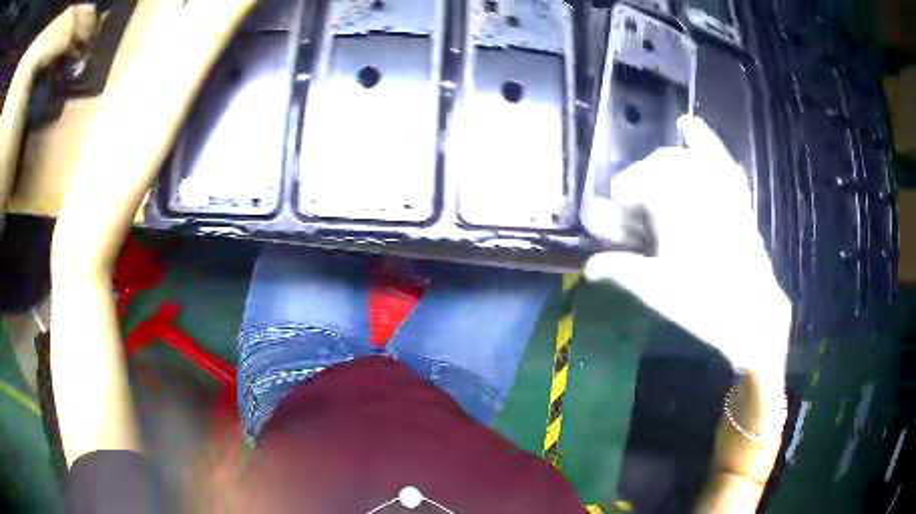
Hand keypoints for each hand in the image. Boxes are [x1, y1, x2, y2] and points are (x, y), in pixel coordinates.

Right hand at [585, 115, 791, 378]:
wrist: (751, 312)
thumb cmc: (701, 301)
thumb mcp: (654, 288)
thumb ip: (619, 270)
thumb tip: (589, 268)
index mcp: (670, 200)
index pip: (631, 184)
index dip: (621, 206)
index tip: (619, 230)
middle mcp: (693, 180)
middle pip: (653, 166)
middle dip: (640, 186)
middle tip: (638, 217)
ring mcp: (717, 182)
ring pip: (680, 158)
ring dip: (662, 166)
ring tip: (657, 188)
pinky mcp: (735, 191)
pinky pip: (717, 155)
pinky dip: (702, 138)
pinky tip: (687, 123)